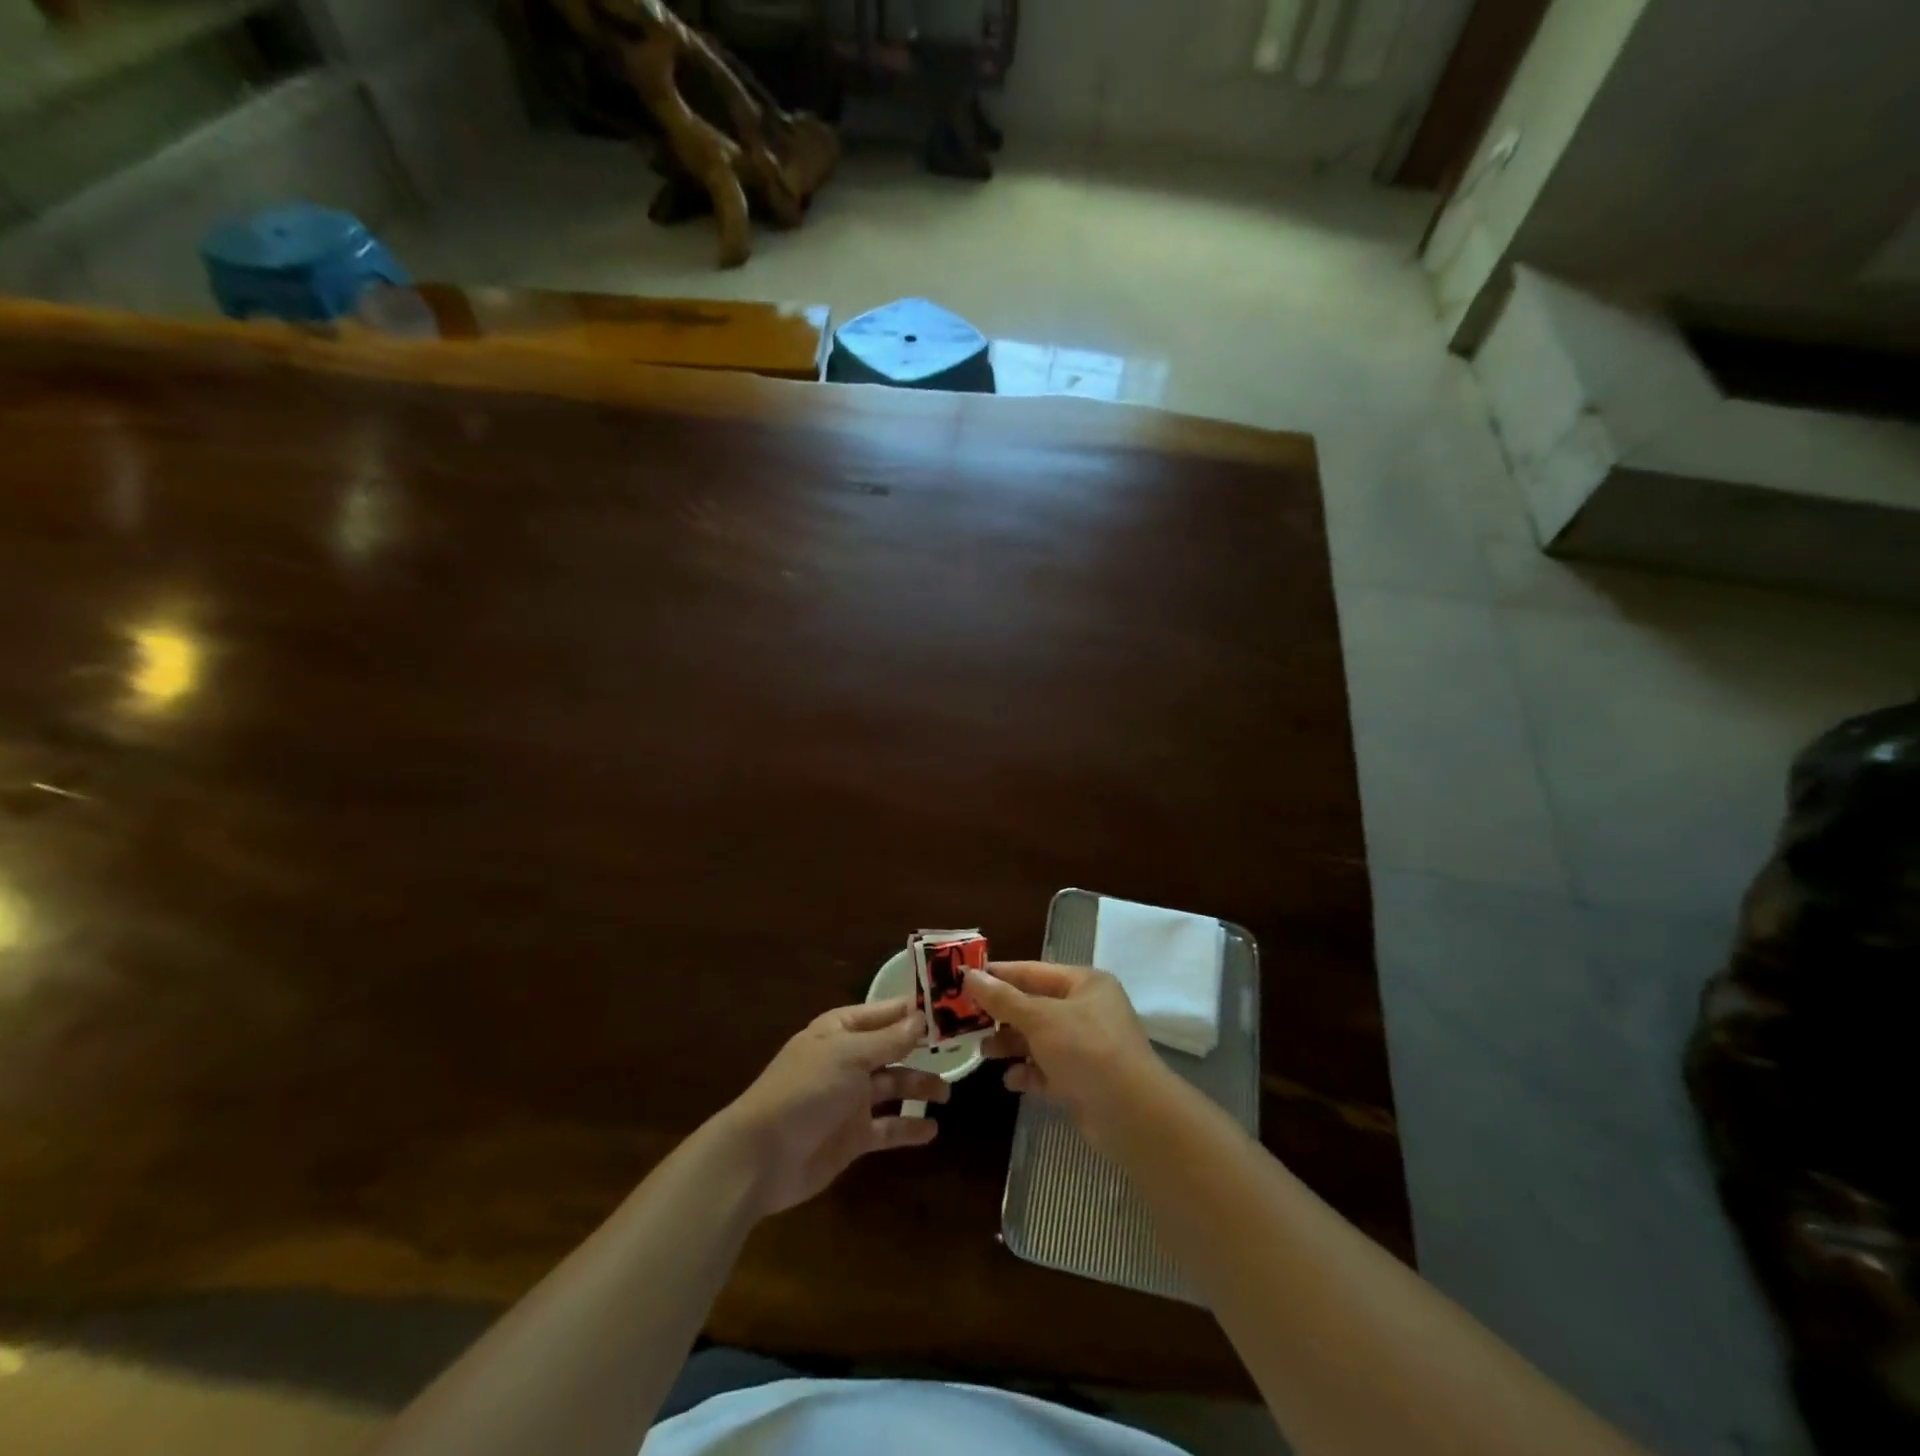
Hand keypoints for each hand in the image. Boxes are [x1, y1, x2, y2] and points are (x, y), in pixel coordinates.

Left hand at [717, 998, 948, 1217]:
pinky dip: (908, 1127)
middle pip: (893, 1049)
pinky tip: (932, 1130)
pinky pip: (888, 1128)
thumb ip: (889, 1039)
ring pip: (893, 1087)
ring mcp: (850, 1099)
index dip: (915, 1010)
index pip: (885, 1013)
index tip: (952, 1007)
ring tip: (947, 1092)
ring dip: (919, 1087)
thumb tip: (922, 1017)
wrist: (762, 1157)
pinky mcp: (853, 1136)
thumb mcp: (849, 1056)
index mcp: (841, 1031)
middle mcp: (848, 1060)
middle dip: (922, 1049)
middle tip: (960, 1050)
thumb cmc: (805, 1090)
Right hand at [965, 962, 1171, 1153]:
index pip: (1032, 971)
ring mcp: (1086, 1047)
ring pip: (1038, 1040)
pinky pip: (1047, 1070)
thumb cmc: (1086, 1049)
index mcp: (1084, 984)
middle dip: (1002, 1015)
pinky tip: (1011, 1080)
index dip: (998, 975)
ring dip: (1011, 1045)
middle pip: (1034, 1006)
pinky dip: (1028, 1073)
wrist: (1131, 1114)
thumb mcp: (1040, 1018)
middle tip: (965, 1021)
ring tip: (983, 1052)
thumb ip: (1003, 999)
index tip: (964, 979)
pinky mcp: (1083, 1080)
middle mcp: (1087, 1010)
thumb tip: (970, 975)